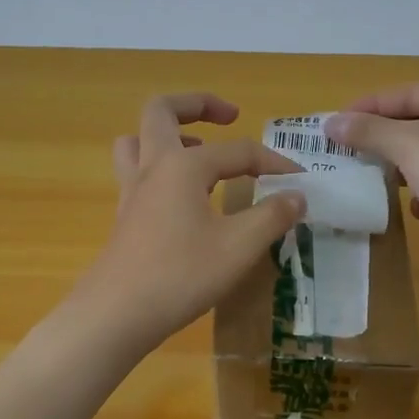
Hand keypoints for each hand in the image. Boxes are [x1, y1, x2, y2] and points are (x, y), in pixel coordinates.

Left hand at [72, 93, 305, 350]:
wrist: (117, 313)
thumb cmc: (180, 275)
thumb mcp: (238, 247)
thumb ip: (271, 216)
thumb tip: (297, 195)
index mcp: (183, 165)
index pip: (239, 151)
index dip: (274, 162)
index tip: (301, 181)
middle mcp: (152, 167)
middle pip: (162, 111)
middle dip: (197, 104)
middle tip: (229, 117)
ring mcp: (132, 192)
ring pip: (137, 140)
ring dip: (168, 134)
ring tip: (199, 152)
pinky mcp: (124, 217)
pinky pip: (136, 173)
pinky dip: (160, 169)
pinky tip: (183, 198)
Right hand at [325, 81, 418, 281]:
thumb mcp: (407, 146)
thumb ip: (367, 131)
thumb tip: (330, 123)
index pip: (405, 94)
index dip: (367, 108)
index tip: (334, 125)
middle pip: (418, 123)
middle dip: (384, 141)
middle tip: (350, 153)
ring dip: (404, 168)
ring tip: (378, 179)